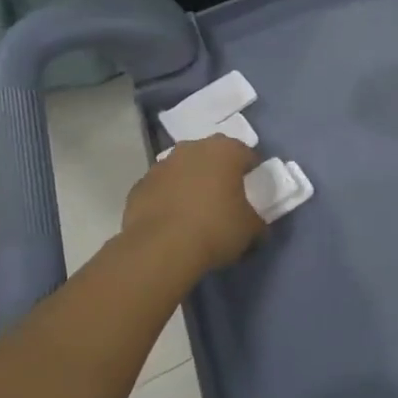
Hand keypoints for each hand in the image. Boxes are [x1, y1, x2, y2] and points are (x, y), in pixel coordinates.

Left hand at [122, 135, 264, 275]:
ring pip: (183, 169)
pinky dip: (167, 198)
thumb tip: (256, 224)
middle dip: (218, 172)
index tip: (252, 192)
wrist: (161, 248)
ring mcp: (162, 165)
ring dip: (190, 182)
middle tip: (224, 198)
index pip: (246, 154)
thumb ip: (256, 220)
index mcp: (225, 151)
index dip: (251, 173)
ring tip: (195, 211)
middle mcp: (192, 148)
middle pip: (211, 156)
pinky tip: (172, 221)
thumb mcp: (250, 229)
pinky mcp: (140, 185)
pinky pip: (161, 188)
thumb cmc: (215, 229)